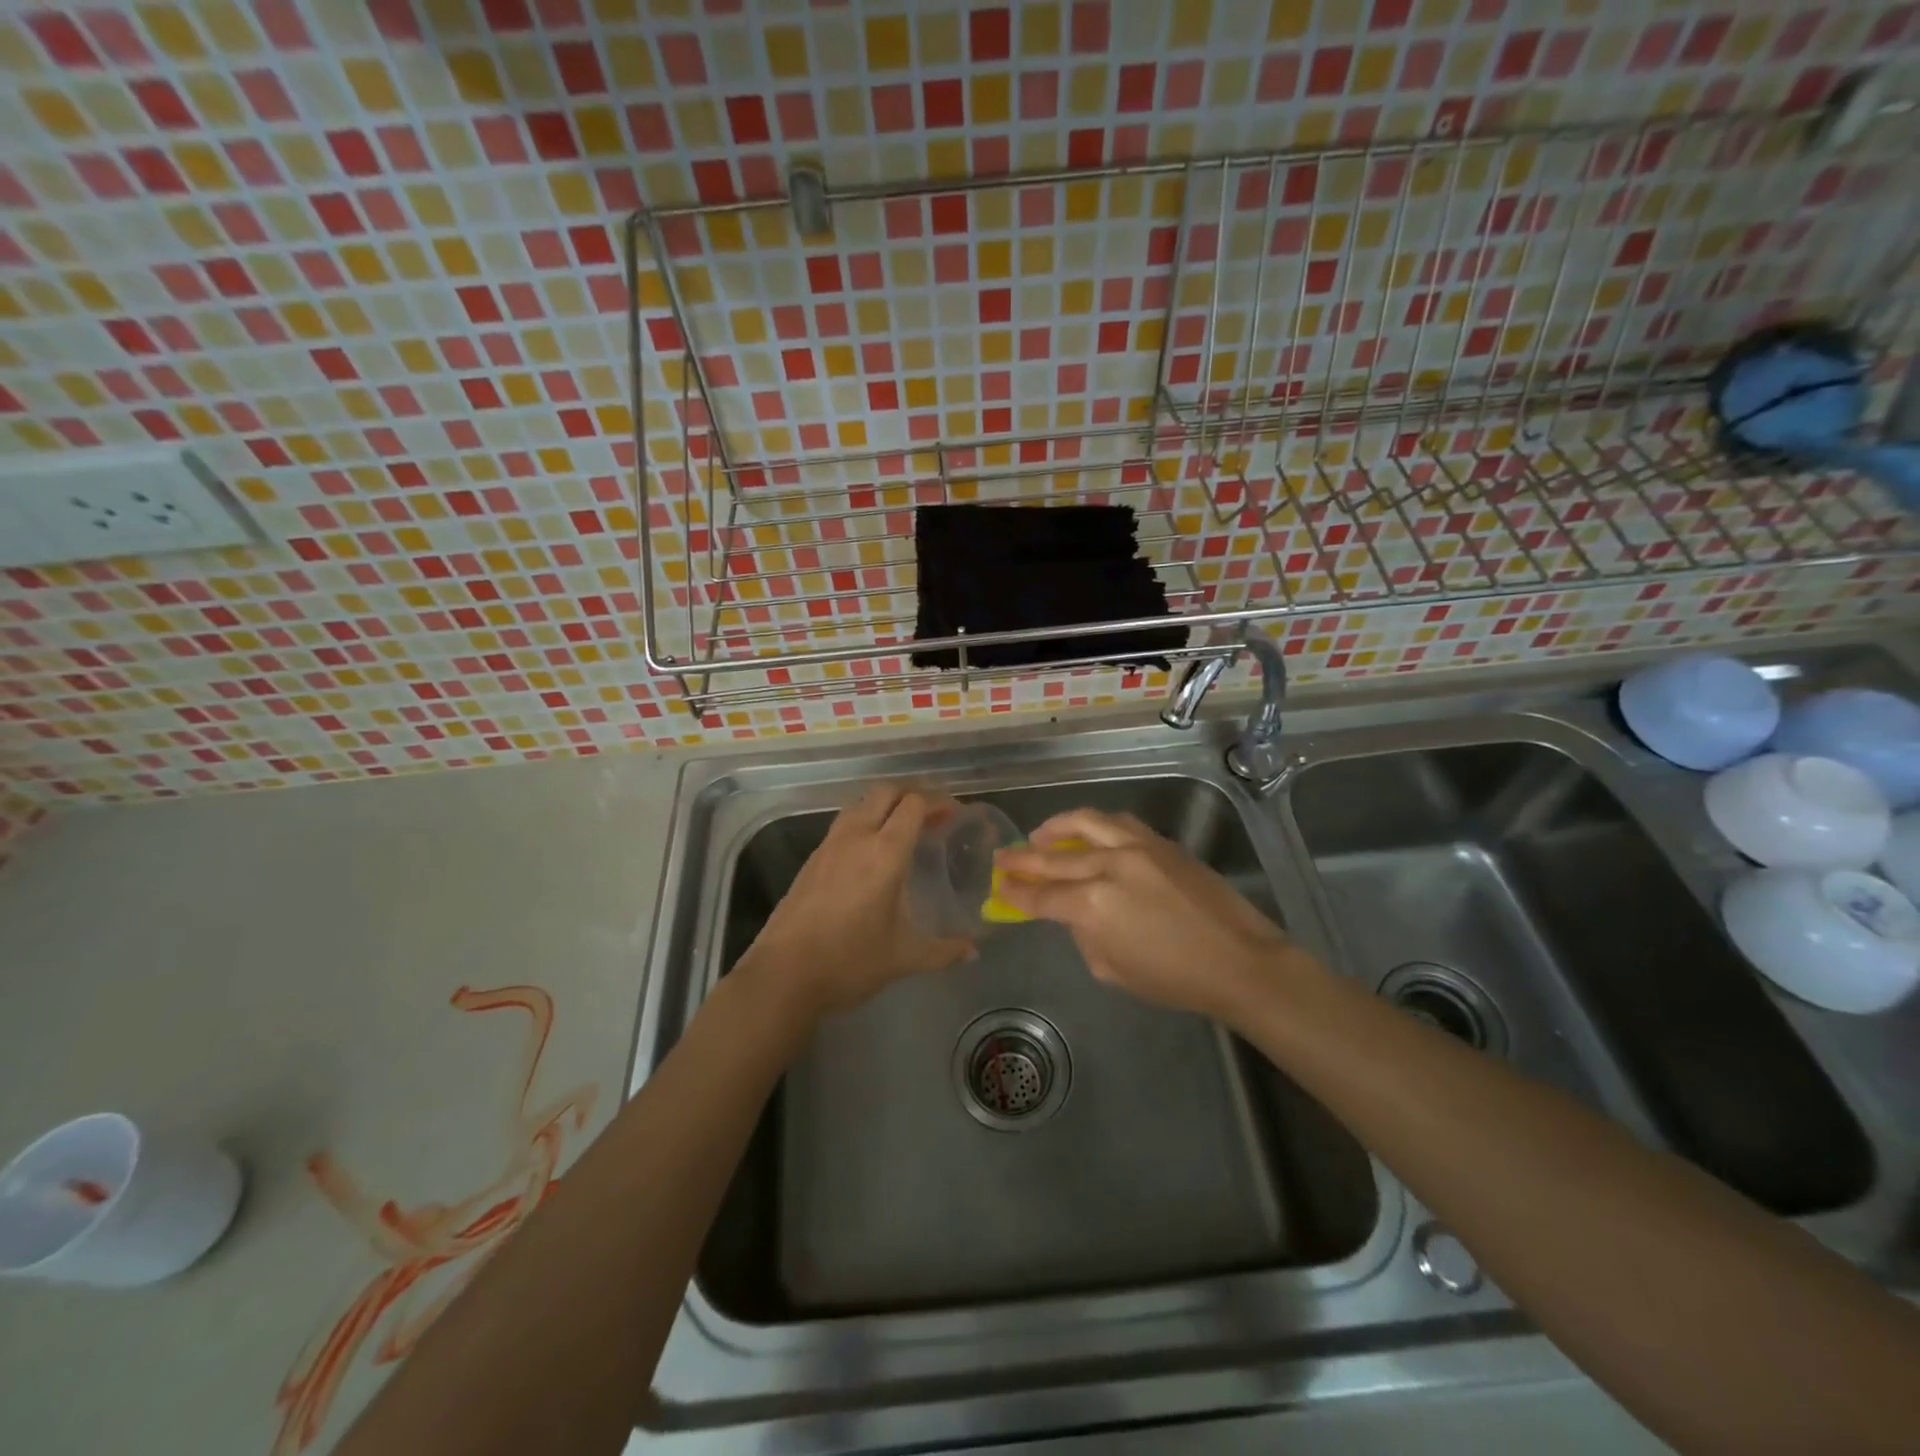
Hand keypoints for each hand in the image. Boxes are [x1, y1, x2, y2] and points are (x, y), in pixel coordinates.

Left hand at [743, 785, 973, 1015]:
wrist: (783, 975)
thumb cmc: (850, 962)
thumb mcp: (904, 957)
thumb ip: (943, 951)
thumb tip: (973, 953)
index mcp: (885, 853)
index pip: (914, 804)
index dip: (937, 801)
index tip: (954, 813)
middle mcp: (856, 837)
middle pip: (886, 792)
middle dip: (912, 794)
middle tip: (932, 814)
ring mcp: (829, 845)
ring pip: (860, 803)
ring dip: (885, 804)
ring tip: (903, 828)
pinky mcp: (812, 859)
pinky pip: (844, 823)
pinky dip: (864, 821)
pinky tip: (871, 851)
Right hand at [992, 808, 1312, 1022]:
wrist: (1238, 961)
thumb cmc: (1174, 978)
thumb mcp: (1112, 970)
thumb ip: (1083, 935)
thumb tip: (1073, 913)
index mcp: (1092, 906)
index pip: (1042, 896)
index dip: (1016, 893)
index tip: (1000, 887)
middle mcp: (1108, 867)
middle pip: (1054, 857)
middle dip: (1023, 858)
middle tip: (1003, 858)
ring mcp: (1136, 848)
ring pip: (1086, 823)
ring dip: (1056, 827)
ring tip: (1040, 834)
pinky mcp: (1160, 842)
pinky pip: (1118, 823)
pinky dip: (1094, 825)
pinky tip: (1087, 832)